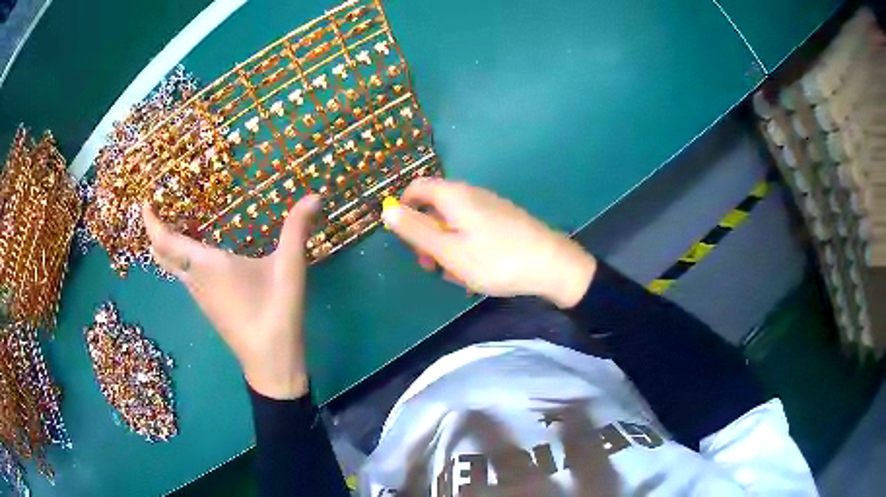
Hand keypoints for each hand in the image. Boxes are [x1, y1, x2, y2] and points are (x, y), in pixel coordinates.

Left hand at [142, 195, 320, 398]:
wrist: (271, 364)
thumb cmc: (275, 314)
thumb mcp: (289, 269)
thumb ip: (297, 229)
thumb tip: (316, 195)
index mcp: (206, 266)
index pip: (166, 241)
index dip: (151, 221)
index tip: (144, 200)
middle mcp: (195, 279)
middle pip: (161, 255)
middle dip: (154, 231)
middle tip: (159, 205)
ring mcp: (199, 295)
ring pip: (172, 266)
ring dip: (167, 244)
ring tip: (176, 218)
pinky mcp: (208, 305)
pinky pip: (184, 275)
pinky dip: (180, 257)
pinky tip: (198, 248)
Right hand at [382, 178, 595, 307]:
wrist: (552, 265)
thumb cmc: (495, 259)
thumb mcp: (448, 250)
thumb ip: (415, 230)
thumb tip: (387, 210)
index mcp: (454, 195)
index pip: (416, 188)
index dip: (403, 209)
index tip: (405, 239)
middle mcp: (471, 194)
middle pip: (435, 208)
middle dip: (427, 236)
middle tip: (431, 266)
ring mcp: (490, 207)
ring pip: (455, 224)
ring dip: (447, 248)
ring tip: (457, 275)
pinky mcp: (503, 221)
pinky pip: (473, 231)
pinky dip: (466, 248)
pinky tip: (476, 272)